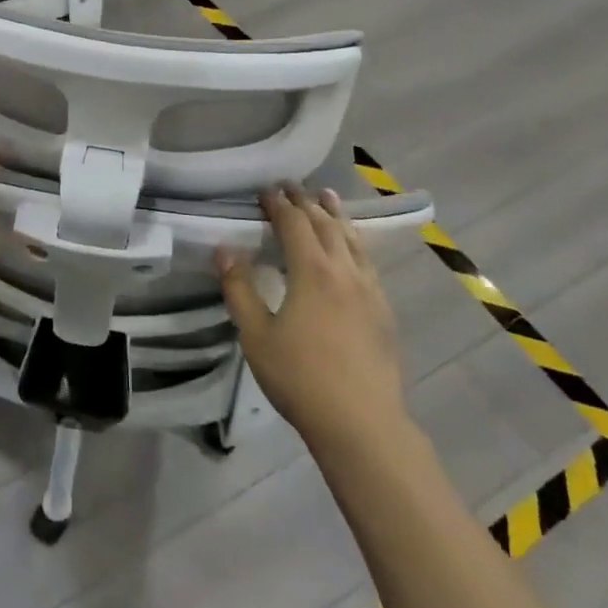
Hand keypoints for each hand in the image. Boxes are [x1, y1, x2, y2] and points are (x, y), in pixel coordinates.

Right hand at [219, 187, 405, 447]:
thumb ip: (239, 289)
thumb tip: (224, 249)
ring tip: (327, 197)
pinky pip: (367, 261)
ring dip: (336, 215)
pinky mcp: (383, 309)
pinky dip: (354, 241)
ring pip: (352, 239)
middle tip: (292, 186)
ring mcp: (369, 289)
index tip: (265, 190)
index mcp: (312, 271)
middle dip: (306, 202)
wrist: (361, 422)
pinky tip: (352, 248)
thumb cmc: (300, 377)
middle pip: (326, 225)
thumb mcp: (256, 335)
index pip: (294, 224)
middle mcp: (344, 271)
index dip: (278, 204)